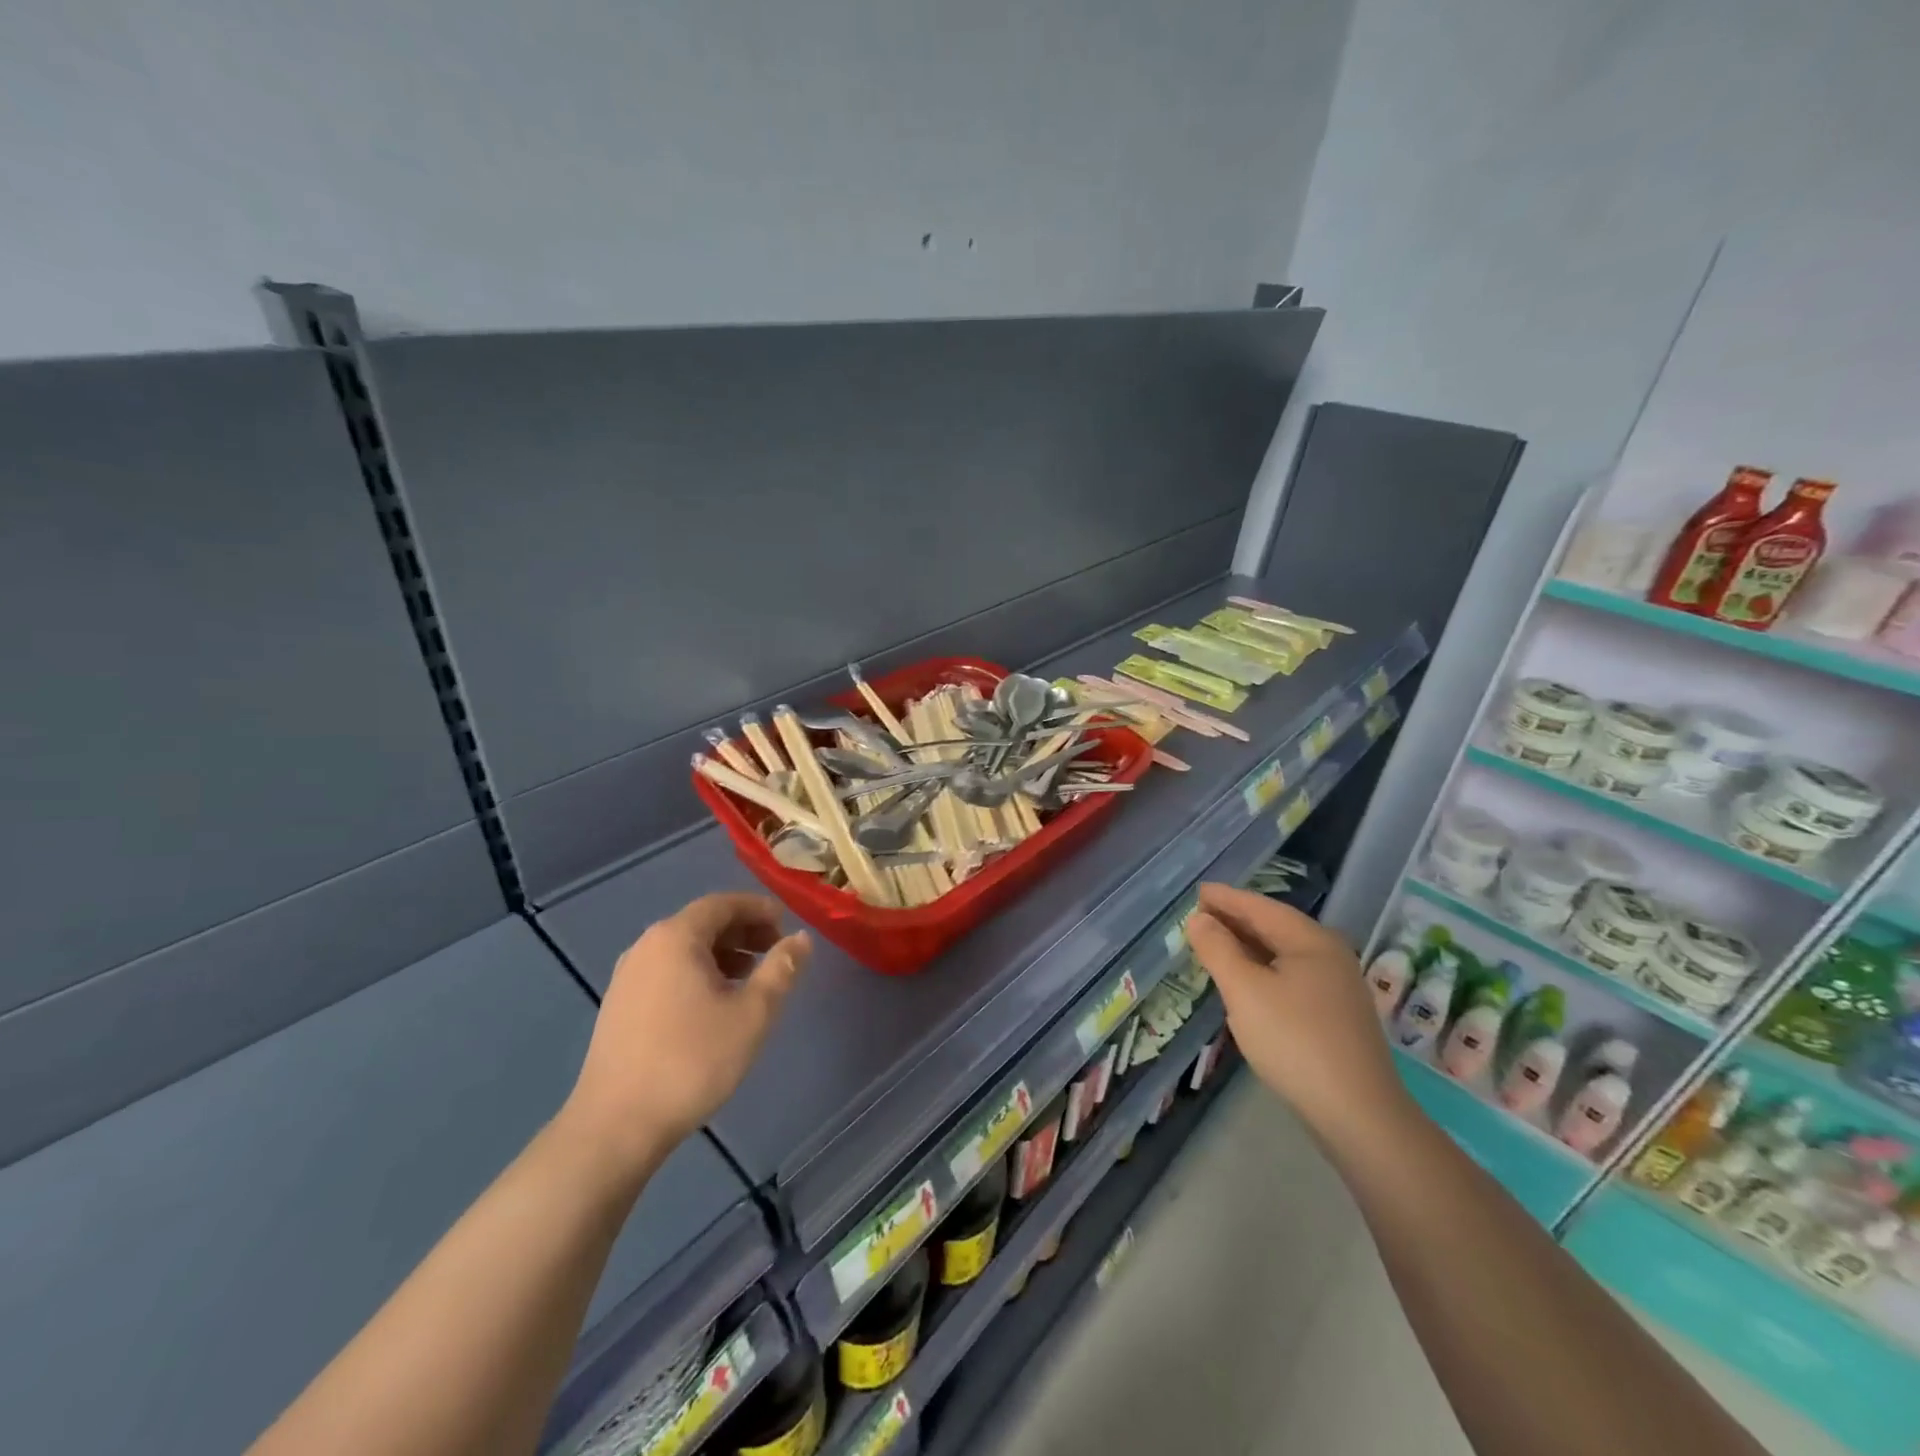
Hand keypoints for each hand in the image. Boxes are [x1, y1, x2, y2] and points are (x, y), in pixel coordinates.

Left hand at [563, 894, 809, 1171]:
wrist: (615, 1126)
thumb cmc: (692, 1061)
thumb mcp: (752, 1014)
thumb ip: (781, 969)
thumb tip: (801, 938)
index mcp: (676, 937)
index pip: (723, 903)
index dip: (758, 908)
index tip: (787, 924)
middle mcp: (646, 946)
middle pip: (702, 923)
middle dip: (743, 931)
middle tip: (776, 951)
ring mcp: (627, 977)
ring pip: (684, 949)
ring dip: (722, 954)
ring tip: (751, 978)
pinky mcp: (619, 1007)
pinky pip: (667, 971)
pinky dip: (698, 973)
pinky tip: (715, 1005)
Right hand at [1185, 883, 1412, 1147]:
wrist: (1359, 1115)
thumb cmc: (1295, 1041)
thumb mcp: (1244, 991)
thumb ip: (1218, 949)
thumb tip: (1199, 919)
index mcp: (1311, 940)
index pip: (1260, 907)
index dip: (1226, 899)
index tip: (1197, 892)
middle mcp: (1329, 955)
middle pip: (1274, 927)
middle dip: (1235, 920)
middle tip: (1199, 916)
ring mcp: (1337, 987)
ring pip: (1282, 953)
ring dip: (1247, 946)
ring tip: (1215, 944)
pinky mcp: (1336, 1015)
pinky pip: (1290, 976)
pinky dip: (1262, 968)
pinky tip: (1246, 981)